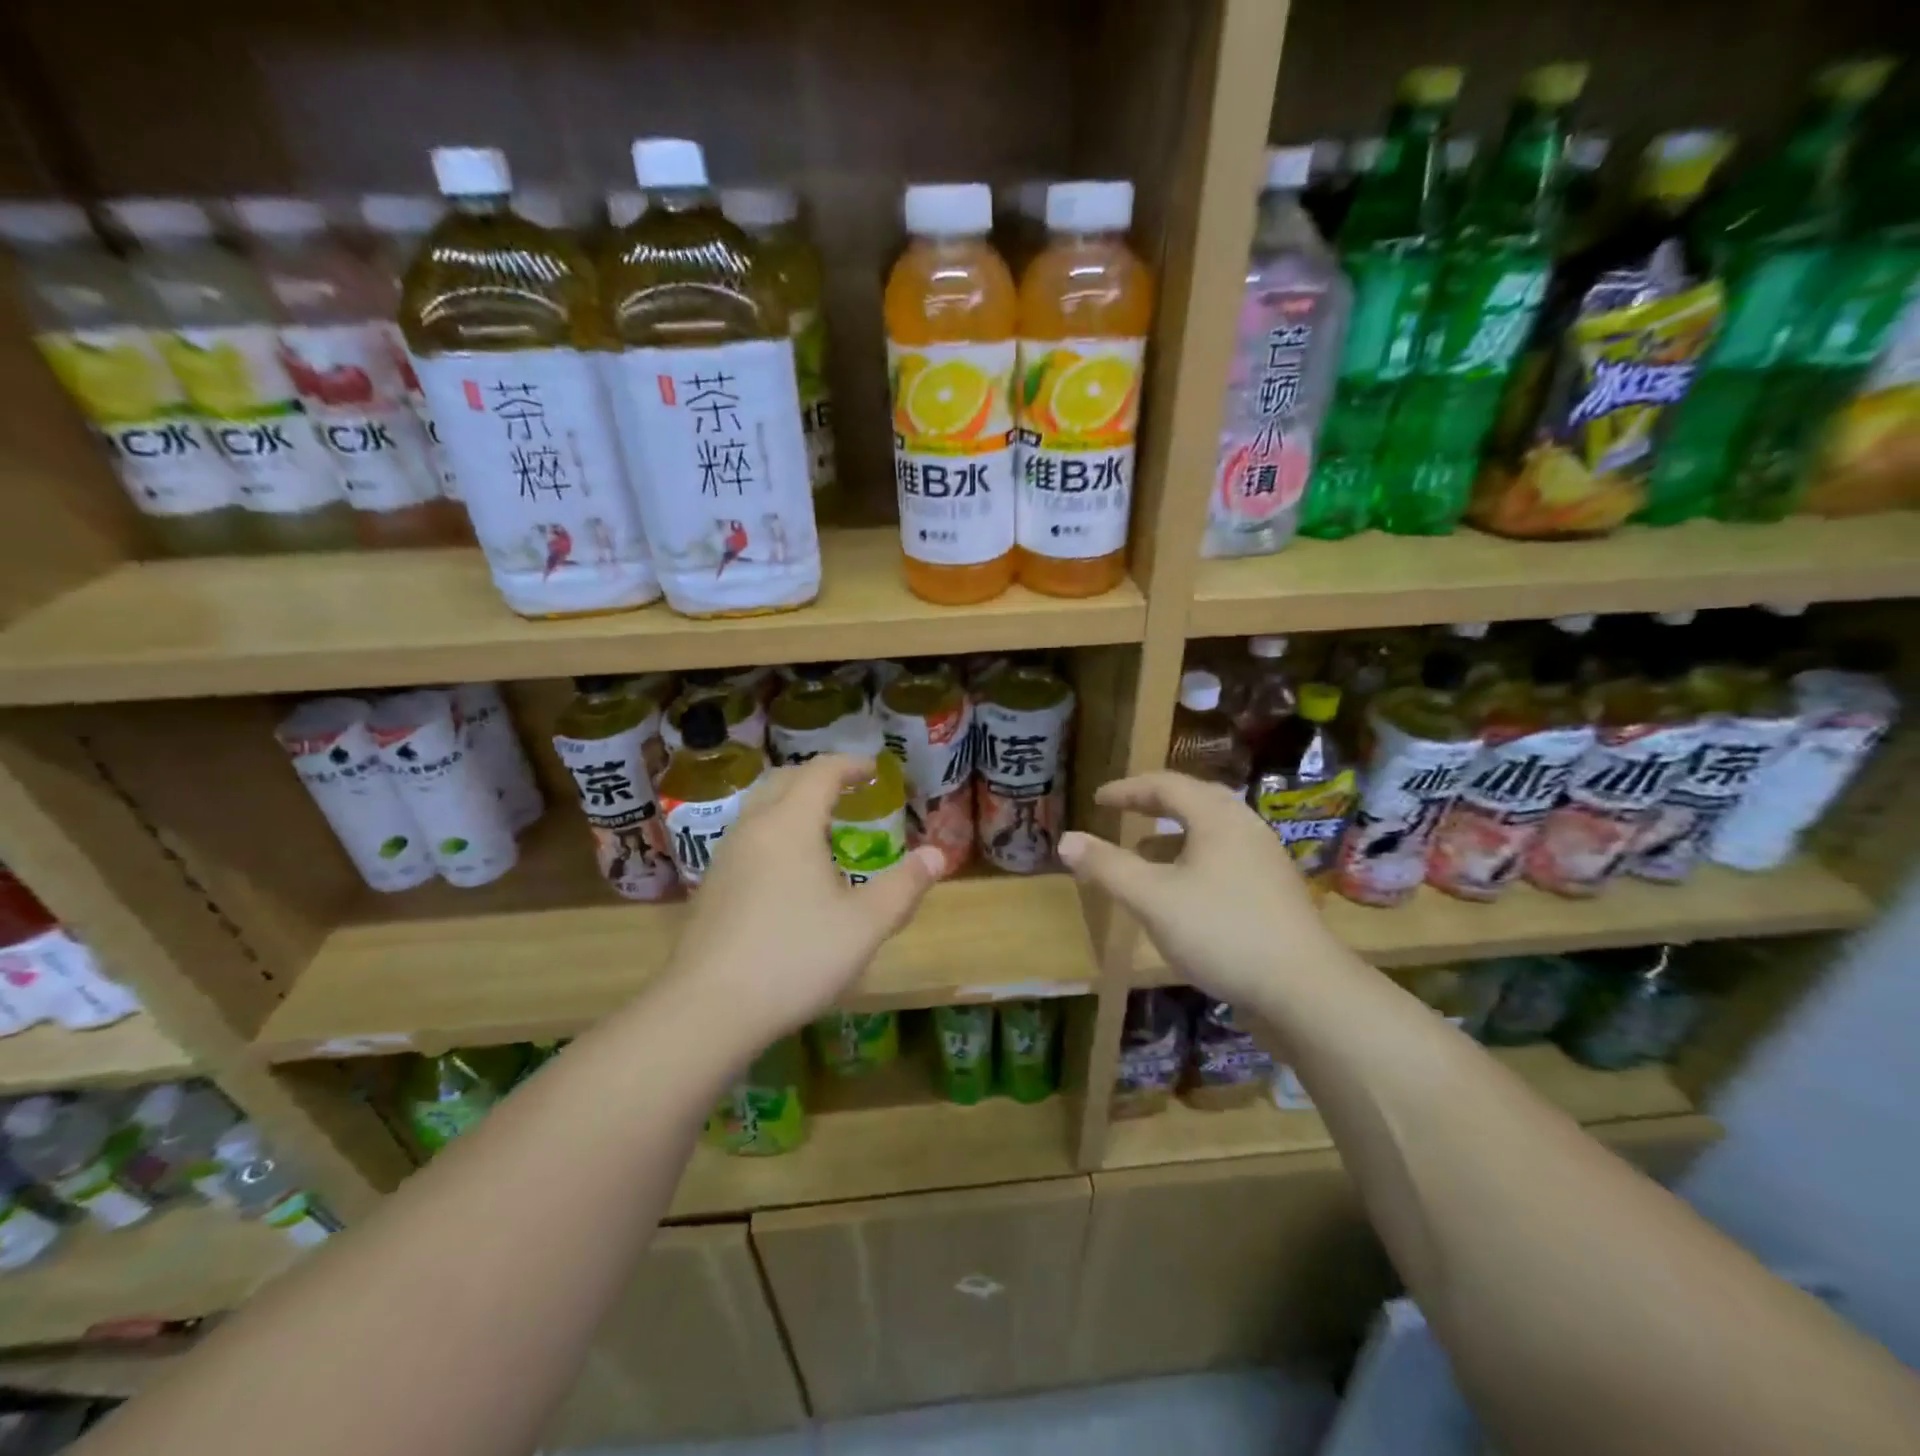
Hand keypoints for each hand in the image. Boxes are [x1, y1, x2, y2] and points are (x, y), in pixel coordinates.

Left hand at [667, 755, 941, 1048]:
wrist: (707, 1009)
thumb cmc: (795, 957)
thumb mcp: (864, 925)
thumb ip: (904, 886)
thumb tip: (937, 854)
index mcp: (790, 824)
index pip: (821, 772)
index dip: (851, 765)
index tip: (875, 770)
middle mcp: (753, 828)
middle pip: (784, 780)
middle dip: (819, 777)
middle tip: (849, 790)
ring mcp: (725, 857)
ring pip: (760, 808)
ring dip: (792, 803)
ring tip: (822, 827)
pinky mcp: (711, 886)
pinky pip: (748, 838)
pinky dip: (774, 831)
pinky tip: (788, 871)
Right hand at [1058, 772, 1344, 1009]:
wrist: (1305, 989)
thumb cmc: (1222, 931)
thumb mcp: (1152, 898)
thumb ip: (1107, 867)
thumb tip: (1065, 840)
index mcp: (1217, 817)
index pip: (1166, 785)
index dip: (1127, 790)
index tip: (1097, 800)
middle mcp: (1245, 828)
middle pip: (1193, 801)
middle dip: (1153, 805)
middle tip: (1122, 811)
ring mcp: (1264, 860)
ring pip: (1210, 832)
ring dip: (1171, 836)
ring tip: (1141, 853)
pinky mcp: (1273, 891)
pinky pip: (1223, 858)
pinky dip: (1191, 860)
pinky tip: (1179, 892)